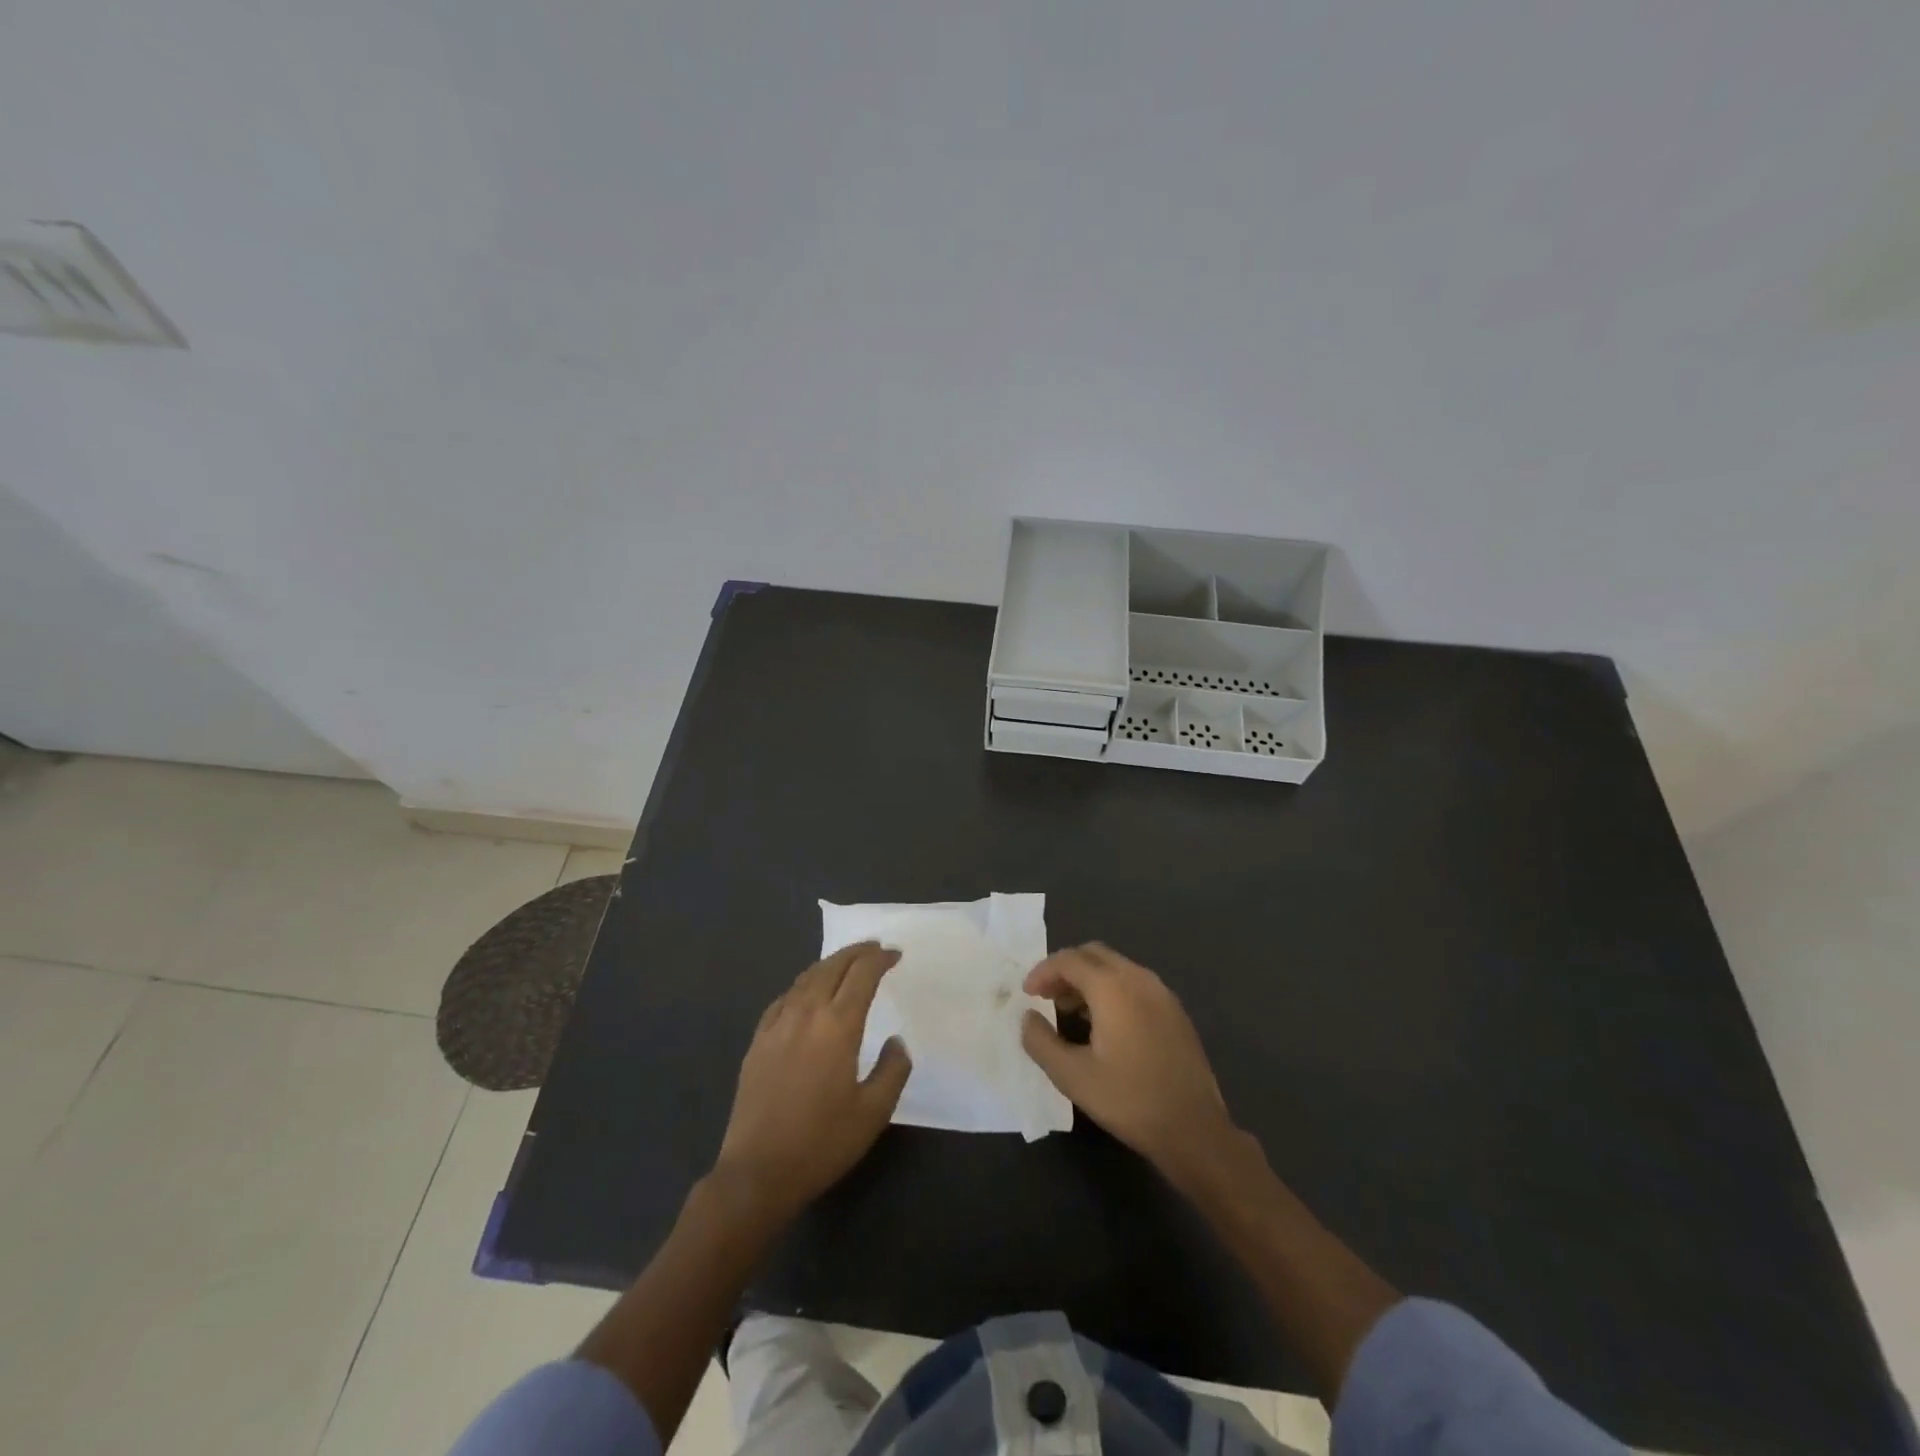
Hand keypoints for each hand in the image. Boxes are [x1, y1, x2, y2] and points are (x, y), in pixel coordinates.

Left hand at [713, 942, 911, 1223]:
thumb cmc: (822, 1143)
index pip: (862, 975)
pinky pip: (783, 999)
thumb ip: (892, 1070)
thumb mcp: (873, 1113)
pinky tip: (806, 993)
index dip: (880, 959)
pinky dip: (802, 985)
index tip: (895, 955)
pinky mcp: (757, 1042)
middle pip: (832, 967)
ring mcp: (776, 1026)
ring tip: (845, 963)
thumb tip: (896, 1041)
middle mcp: (806, 1014)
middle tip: (874, 948)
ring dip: (829, 964)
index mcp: (838, 1026)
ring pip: (806, 978)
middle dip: (856, 952)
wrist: (758, 1172)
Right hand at [1021, 942, 1236, 1178]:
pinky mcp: (1175, 1011)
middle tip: (1046, 996)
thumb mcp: (1072, 1076)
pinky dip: (1111, 990)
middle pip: (1093, 955)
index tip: (1027, 993)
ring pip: (1116, 967)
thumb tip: (1028, 1017)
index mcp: (1113, 987)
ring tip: (1071, 1011)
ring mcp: (1162, 993)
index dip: (1043, 971)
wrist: (1194, 1129)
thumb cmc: (1129, 1100)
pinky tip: (1105, 1025)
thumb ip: (1041, 1042)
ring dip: (1088, 979)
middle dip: (1065, 969)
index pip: (1069, 960)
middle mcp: (1139, 978)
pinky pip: (1135, 983)